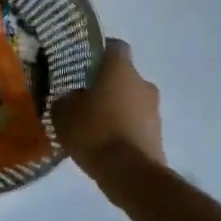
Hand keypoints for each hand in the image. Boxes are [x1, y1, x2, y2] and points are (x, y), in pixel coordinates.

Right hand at [54, 39, 164, 176]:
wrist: (131, 174)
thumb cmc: (95, 133)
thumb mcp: (63, 115)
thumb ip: (63, 100)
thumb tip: (67, 97)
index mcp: (120, 70)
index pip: (114, 46)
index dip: (98, 52)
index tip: (82, 64)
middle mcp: (142, 83)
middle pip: (122, 76)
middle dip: (105, 84)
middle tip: (83, 98)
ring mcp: (154, 109)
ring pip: (130, 99)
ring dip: (115, 107)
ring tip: (93, 124)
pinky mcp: (158, 133)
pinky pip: (136, 121)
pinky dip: (123, 126)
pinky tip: (105, 142)